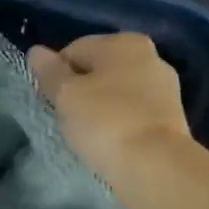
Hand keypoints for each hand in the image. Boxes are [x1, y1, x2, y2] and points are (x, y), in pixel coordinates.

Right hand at [27, 33, 195, 203]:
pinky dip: (120, 123)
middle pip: (99, 70)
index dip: (57, 75)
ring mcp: (165, 89)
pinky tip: (111, 142)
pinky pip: (133, 114)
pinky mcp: (171, 118)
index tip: (51, 102)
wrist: (155, 166)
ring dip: (101, 109)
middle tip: (67, 119)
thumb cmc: (105, 121)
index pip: (75, 50)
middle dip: (81, 91)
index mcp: (125, 42)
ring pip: (118, 93)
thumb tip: (36, 51)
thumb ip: (50, 72)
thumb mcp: (66, 95)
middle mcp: (151, 57)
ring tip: (89, 135)